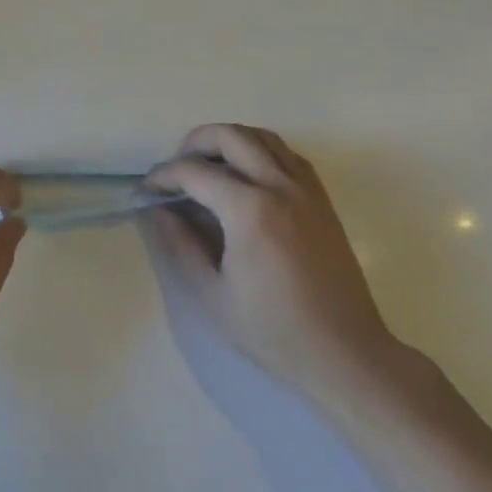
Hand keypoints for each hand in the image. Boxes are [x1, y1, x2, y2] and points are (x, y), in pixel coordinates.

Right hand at [147, 124, 402, 412]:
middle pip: (230, 136)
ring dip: (229, 141)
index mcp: (250, 210)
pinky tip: (246, 177)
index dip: (162, 177)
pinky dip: (260, 151)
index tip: (145, 191)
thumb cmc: (273, 330)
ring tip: (208, 166)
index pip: (194, 172)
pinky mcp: (322, 200)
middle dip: (194, 143)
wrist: (346, 354)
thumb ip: (180, 244)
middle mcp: (280, 187)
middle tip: (175, 170)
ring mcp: (306, 190)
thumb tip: (157, 209)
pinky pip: (287, 154)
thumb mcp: (211, 293)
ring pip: (262, 137)